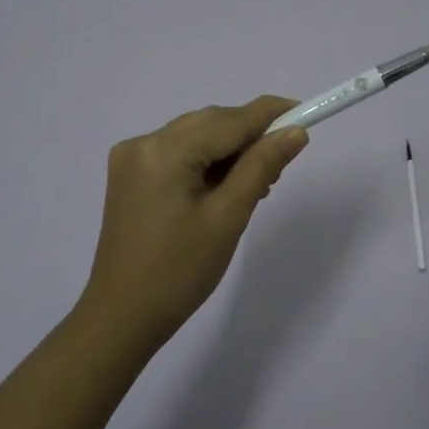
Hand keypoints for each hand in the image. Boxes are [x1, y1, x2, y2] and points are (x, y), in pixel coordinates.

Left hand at [79, 96, 309, 343]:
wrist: (123, 317)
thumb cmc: (180, 272)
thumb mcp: (228, 217)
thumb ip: (261, 167)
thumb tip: (295, 132)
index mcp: (163, 151)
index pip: (228, 120)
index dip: (269, 114)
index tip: (305, 112)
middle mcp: (142, 143)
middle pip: (210, 123)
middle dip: (249, 136)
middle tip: (281, 166)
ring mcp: (131, 159)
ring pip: (195, 136)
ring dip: (229, 150)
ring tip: (256, 185)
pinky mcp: (130, 176)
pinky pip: (178, 153)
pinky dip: (206, 162)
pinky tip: (224, 188)